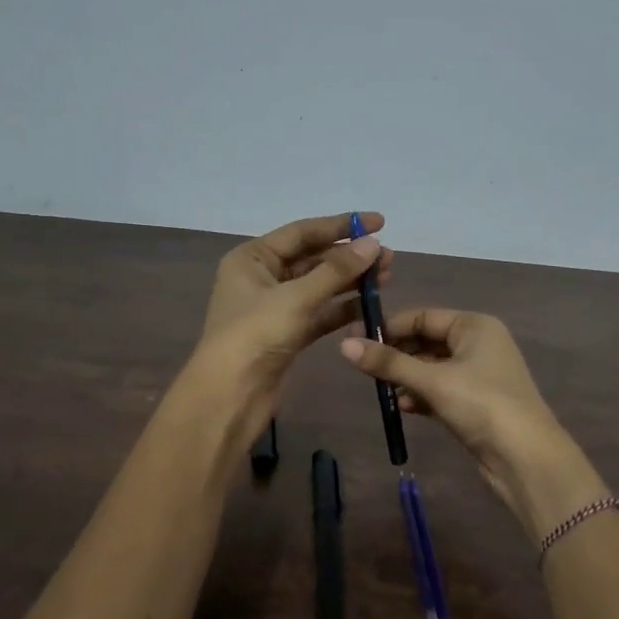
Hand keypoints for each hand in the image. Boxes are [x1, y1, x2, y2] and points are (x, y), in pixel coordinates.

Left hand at [193, 212, 391, 439]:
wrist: (230, 396)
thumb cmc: (255, 335)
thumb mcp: (297, 297)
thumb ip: (337, 270)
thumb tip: (374, 243)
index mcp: (253, 258)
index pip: (303, 232)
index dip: (342, 225)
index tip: (380, 222)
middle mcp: (262, 277)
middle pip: (313, 258)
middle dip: (350, 256)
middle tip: (389, 257)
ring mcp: (274, 307)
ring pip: (319, 286)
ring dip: (350, 281)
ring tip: (387, 277)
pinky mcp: (287, 334)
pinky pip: (319, 313)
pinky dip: (342, 308)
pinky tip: (369, 304)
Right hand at [339, 309, 606, 539]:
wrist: (526, 459)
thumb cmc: (482, 405)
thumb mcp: (433, 381)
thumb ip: (389, 362)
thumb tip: (344, 344)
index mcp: (475, 326)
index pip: (423, 316)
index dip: (389, 327)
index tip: (355, 340)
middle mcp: (479, 344)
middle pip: (427, 341)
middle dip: (397, 354)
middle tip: (362, 366)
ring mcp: (479, 375)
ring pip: (432, 367)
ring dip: (407, 377)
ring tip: (380, 390)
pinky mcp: (476, 402)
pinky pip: (441, 389)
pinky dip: (421, 395)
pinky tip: (402, 406)